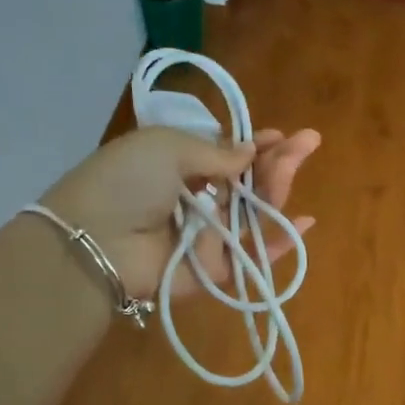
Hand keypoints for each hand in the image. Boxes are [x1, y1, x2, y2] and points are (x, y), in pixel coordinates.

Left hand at [41, 126, 319, 300]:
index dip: (255, 144)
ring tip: (294, 166)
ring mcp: (208, 236)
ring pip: (255, 212)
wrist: (96, 242)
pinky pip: (255, 256)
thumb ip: (215, 151)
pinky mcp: (217, 269)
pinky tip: (306, 222)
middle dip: (277, 160)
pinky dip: (282, 244)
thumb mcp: (167, 146)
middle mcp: (197, 200)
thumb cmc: (126, 181)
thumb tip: (248, 151)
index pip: (227, 154)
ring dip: (279, 188)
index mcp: (179, 165)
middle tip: (308, 142)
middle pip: (248, 181)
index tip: (280, 136)